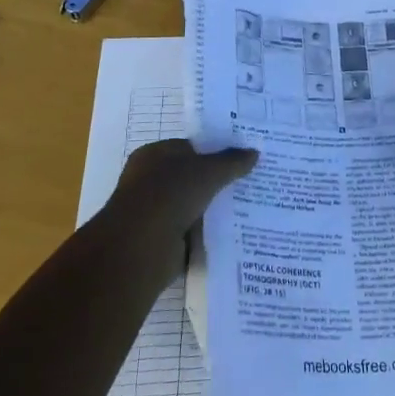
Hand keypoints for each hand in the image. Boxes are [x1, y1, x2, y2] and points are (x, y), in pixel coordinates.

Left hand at [104, 139, 257, 244]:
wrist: (140, 247)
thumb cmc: (169, 195)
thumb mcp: (208, 171)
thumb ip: (232, 161)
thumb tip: (254, 152)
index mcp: (154, 155)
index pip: (190, 147)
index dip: (216, 150)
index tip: (243, 157)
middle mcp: (150, 180)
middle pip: (192, 176)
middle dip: (218, 180)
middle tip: (251, 180)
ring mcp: (155, 211)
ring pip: (193, 204)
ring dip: (213, 207)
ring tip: (249, 205)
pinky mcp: (162, 239)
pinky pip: (192, 230)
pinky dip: (207, 231)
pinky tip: (233, 229)